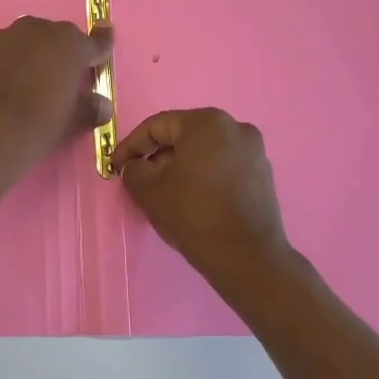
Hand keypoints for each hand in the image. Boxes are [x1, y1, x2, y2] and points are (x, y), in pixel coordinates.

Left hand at [0, 17, 114, 178]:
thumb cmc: (39, 124)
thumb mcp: (73, 121)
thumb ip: (90, 109)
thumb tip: (102, 106)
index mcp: (69, 44)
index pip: (93, 43)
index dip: (100, 48)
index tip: (103, 49)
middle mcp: (36, 30)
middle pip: (54, 38)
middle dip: (59, 54)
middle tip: (58, 79)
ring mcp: (1, 38)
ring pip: (22, 42)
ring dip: (28, 56)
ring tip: (25, 84)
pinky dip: (1, 67)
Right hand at [112, 108, 291, 287]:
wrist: (246, 257)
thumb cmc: (193, 213)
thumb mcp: (148, 190)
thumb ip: (133, 170)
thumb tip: (137, 166)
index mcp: (207, 122)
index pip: (157, 126)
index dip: (131, 146)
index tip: (115, 167)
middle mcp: (235, 128)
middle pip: (183, 137)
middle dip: (156, 156)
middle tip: (138, 179)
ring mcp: (254, 152)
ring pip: (204, 153)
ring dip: (180, 167)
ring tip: (163, 192)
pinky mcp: (262, 176)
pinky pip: (223, 167)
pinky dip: (203, 177)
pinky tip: (191, 200)